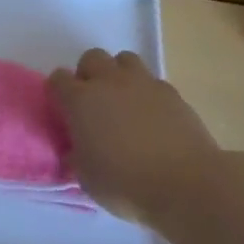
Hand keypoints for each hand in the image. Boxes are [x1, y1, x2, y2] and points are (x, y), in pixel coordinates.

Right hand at [49, 49, 225, 227]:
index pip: (58, 79)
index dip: (58, 92)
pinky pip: (152, 81)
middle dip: (88, 74)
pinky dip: (146, 92)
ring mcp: (144, 84)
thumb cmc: (125, 183)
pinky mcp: (172, 93)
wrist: (186, 184)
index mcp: (80, 100)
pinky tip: (151, 116)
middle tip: (93, 102)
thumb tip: (78, 148)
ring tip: (123, 101)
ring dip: (118, 75)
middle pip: (92, 58)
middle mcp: (110, 83)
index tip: (63, 110)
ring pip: (124, 59)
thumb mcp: (86, 176)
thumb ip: (77, 154)